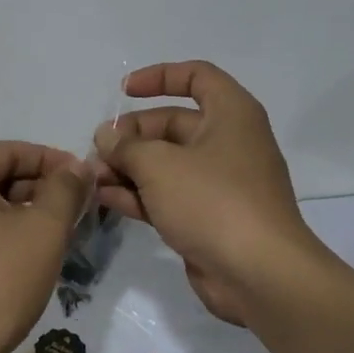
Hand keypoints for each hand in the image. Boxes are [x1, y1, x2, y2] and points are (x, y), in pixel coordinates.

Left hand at [0, 141, 89, 352]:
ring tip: (56, 238)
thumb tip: (78, 166)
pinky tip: (22, 262)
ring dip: (22, 215)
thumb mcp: (43, 231)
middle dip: (39, 190)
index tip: (86, 181)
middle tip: (76, 212)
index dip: (54, 161)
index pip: (13, 150)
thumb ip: (65, 190)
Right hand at [93, 61, 323, 324]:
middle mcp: (228, 143)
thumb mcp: (160, 165)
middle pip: (172, 124)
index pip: (196, 76)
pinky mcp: (208, 217)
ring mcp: (219, 183)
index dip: (159, 77)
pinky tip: (105, 199)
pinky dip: (139, 194)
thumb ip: (127, 146)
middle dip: (131, 136)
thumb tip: (107, 136)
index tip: (124, 91)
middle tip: (98, 151)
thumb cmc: (213, 202)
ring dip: (128, 167)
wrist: (260, 276)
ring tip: (93, 178)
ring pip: (166, 163)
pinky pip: (168, 195)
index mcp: (231, 115)